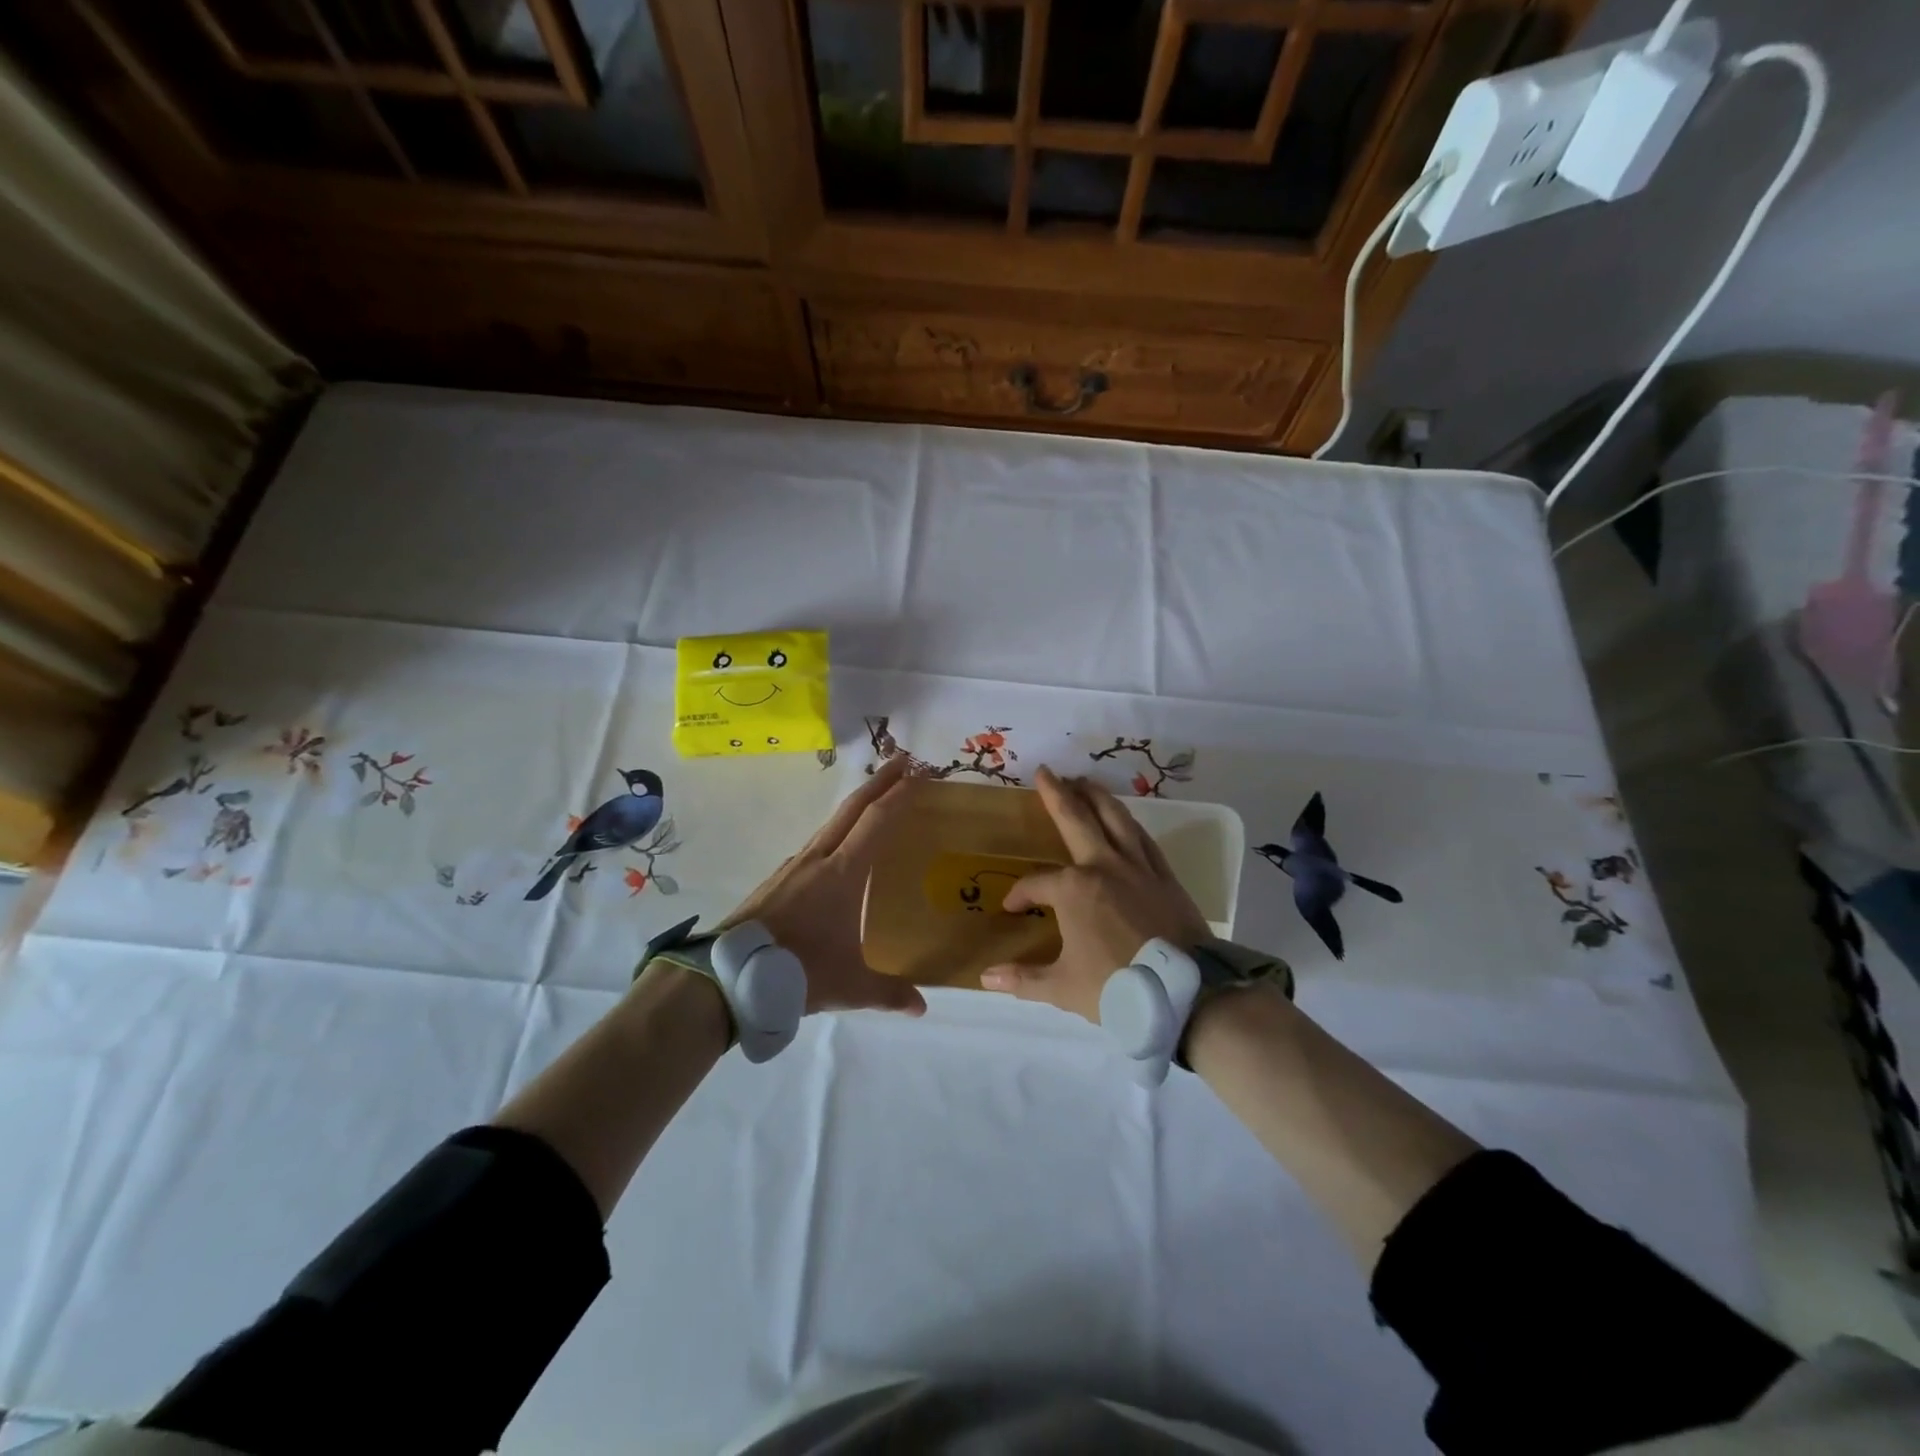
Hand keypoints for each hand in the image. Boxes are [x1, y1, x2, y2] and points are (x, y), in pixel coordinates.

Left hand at [717, 755, 925, 1017]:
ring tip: (874, 799)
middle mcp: (819, 858)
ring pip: (831, 823)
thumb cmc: (797, 971)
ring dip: (856, 805)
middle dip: (880, 782)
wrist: (728, 976)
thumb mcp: (850, 986)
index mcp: (842, 873)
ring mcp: (794, 865)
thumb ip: (889, 994)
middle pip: (852, 808)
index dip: (900, 795)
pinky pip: (816, 842)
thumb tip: (922, 1007)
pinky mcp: (778, 879)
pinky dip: (836, 830)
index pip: (876, 821)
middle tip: (903, 761)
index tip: (919, 773)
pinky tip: (837, 849)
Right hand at [980, 766, 1208, 1022]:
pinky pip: (1143, 838)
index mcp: (1073, 890)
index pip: (1036, 884)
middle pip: (1075, 820)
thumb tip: (986, 977)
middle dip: (1057, 794)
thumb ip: (1024, 978)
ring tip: (1083, 780)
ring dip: (1096, 796)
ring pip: (1114, 818)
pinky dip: (1129, 822)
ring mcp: (1137, 867)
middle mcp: (1103, 866)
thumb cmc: (1118, 987)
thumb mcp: (1063, 988)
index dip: (1020, 896)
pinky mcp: (1164, 875)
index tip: (1012, 909)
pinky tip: (1123, 818)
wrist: (1188, 992)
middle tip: (1046, 772)